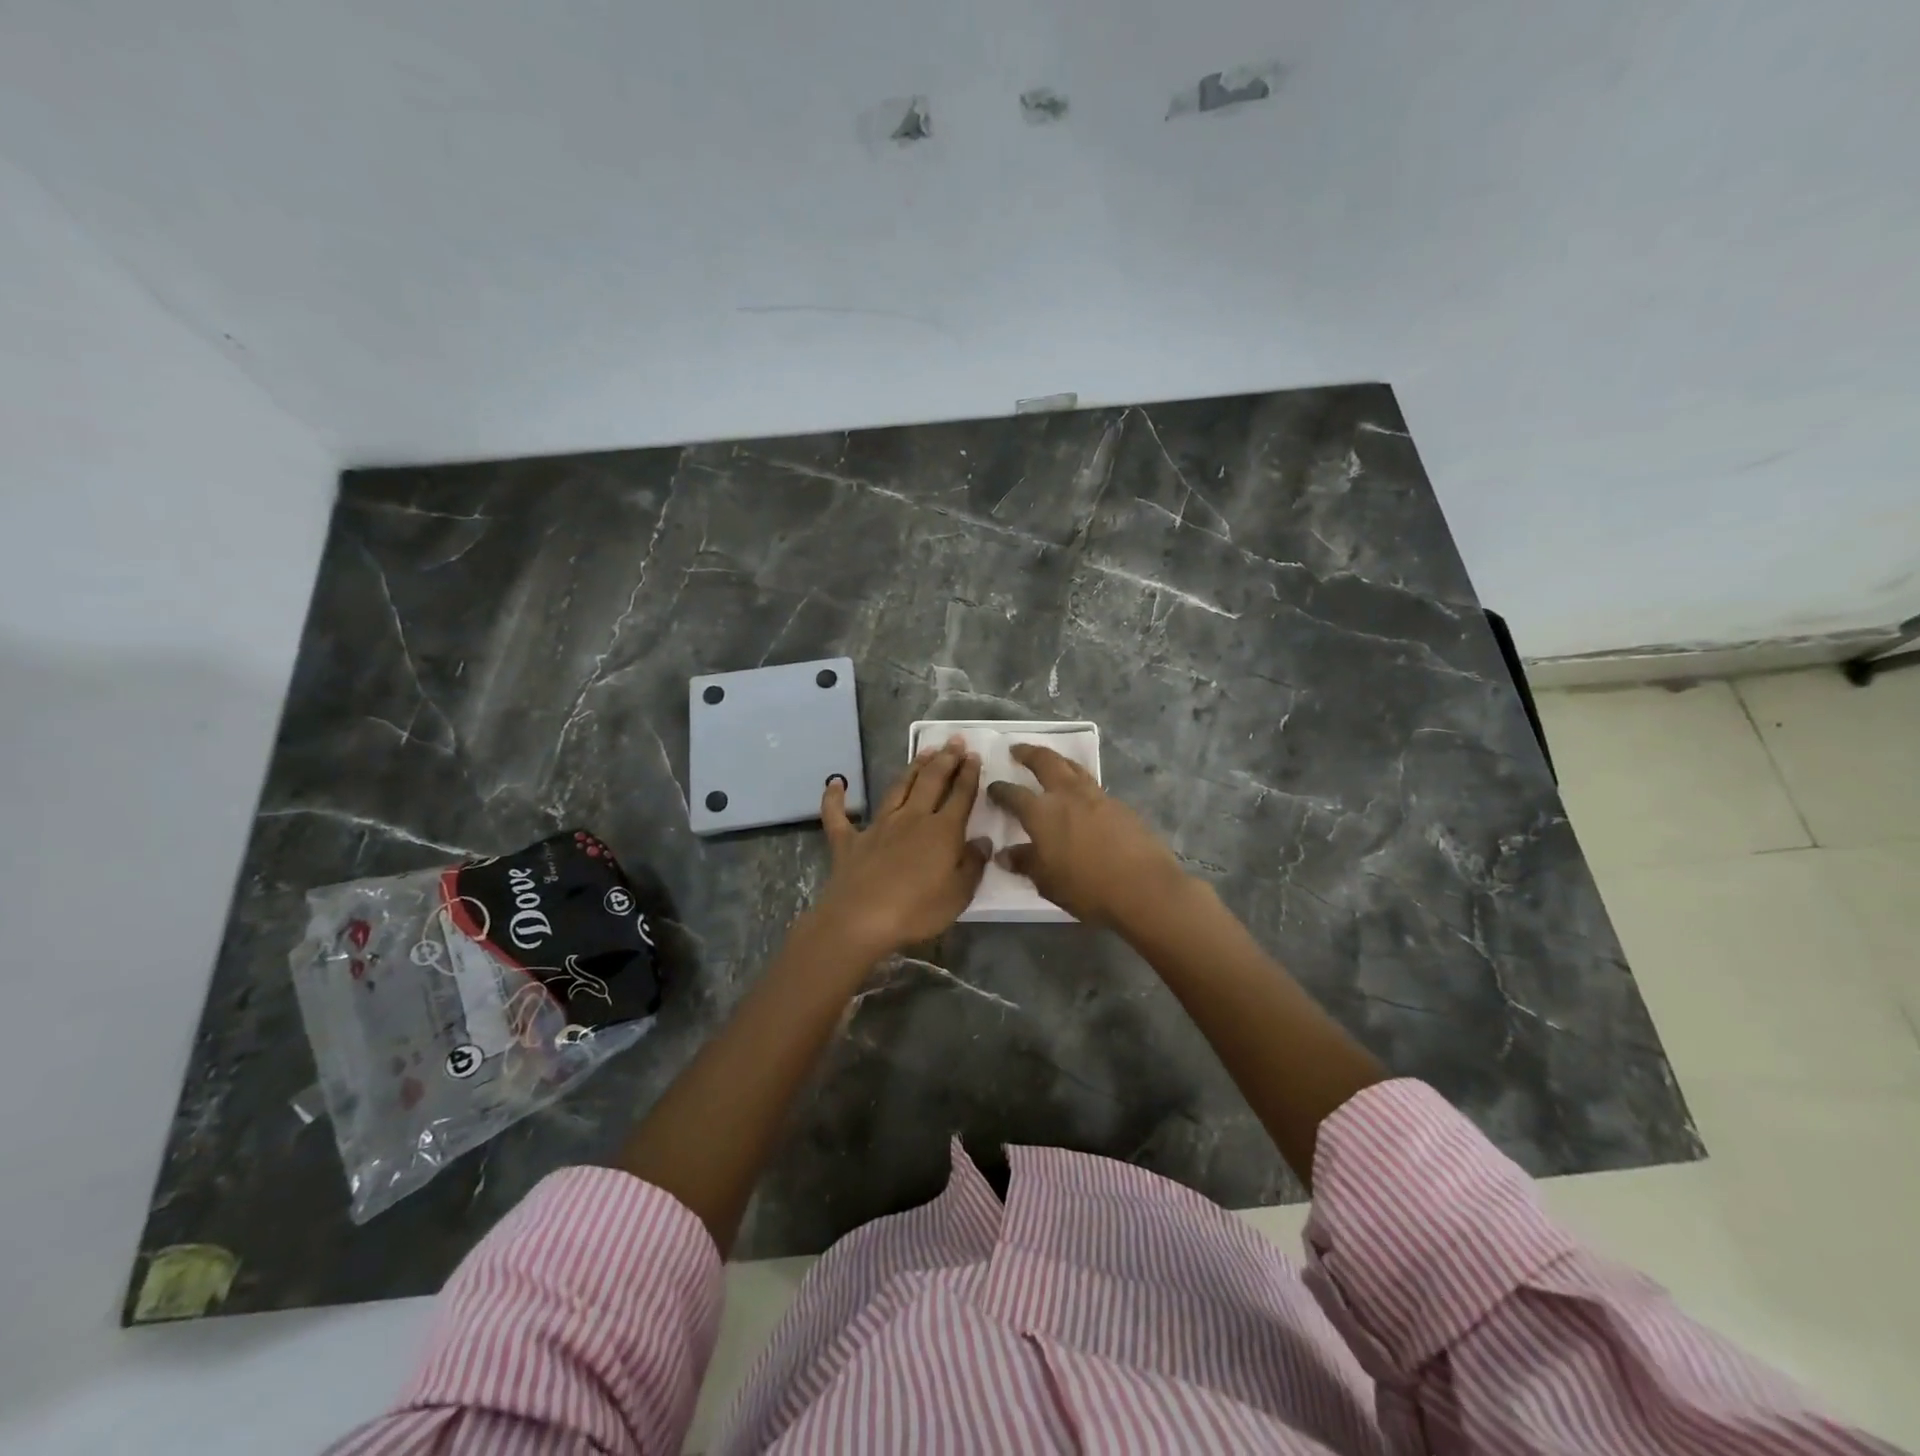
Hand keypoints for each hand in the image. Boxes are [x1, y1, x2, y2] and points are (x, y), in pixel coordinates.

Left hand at [815, 737, 989, 957]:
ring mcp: (878, 827)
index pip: (960, 795)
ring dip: (911, 769)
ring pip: (897, 789)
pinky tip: (835, 782)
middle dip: (945, 760)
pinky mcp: (848, 841)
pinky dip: (835, 798)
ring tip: (923, 752)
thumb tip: (982, 841)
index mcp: (942, 831)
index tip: (974, 755)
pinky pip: (838, 816)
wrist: (861, 920)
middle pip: (931, 782)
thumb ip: (972, 865)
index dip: (969, 774)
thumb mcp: (959, 894)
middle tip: (954, 741)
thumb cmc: (917, 911)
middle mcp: (911, 819)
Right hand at [987, 744, 1186, 925]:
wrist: (1144, 888)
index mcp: (1042, 812)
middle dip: (1029, 753)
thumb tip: (1005, 854)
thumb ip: (1025, 863)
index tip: (993, 787)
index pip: (1014, 794)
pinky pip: (1093, 786)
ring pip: (1073, 767)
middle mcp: (1067, 795)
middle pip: (1046, 762)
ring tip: (1051, 762)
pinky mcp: (1120, 806)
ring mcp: (1097, 797)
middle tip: (1017, 750)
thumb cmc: (1087, 888)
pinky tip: (1081, 797)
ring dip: (1058, 761)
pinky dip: (1080, 783)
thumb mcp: (1047, 881)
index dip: (1000, 790)